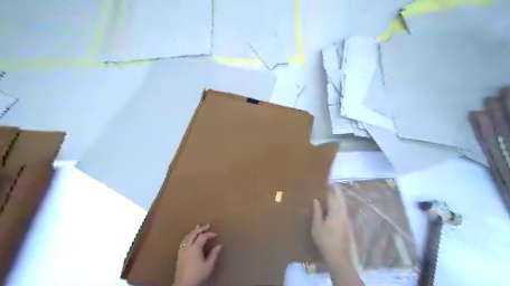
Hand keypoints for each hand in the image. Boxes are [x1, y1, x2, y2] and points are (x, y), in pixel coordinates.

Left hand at [173, 224, 221, 285]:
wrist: (183, 285)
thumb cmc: (197, 275)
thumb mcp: (208, 266)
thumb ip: (213, 255)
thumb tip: (219, 246)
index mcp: (195, 248)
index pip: (203, 237)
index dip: (210, 234)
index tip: (216, 234)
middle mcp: (187, 247)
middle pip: (193, 234)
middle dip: (201, 228)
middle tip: (208, 225)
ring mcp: (182, 251)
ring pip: (187, 237)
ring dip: (193, 231)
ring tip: (197, 226)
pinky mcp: (179, 255)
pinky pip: (183, 241)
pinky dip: (188, 236)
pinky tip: (189, 237)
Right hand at [311, 188, 350, 266]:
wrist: (339, 257)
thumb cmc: (325, 240)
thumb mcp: (317, 226)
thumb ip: (317, 211)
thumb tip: (316, 200)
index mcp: (336, 211)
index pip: (333, 195)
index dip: (330, 187)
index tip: (326, 180)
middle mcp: (343, 212)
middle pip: (341, 197)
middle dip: (336, 190)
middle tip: (329, 184)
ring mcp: (347, 219)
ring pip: (343, 203)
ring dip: (338, 197)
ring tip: (331, 193)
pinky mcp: (347, 225)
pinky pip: (343, 209)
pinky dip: (339, 204)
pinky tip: (334, 207)